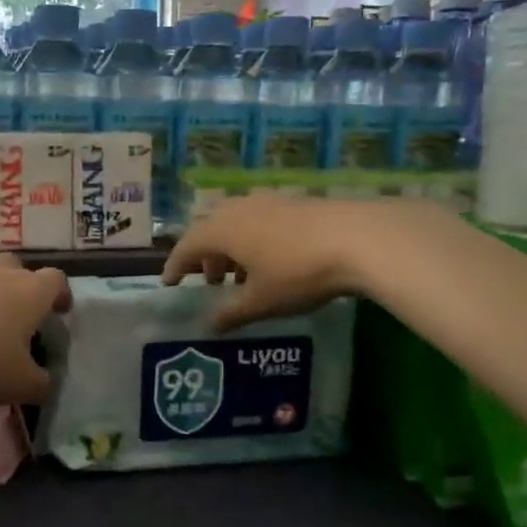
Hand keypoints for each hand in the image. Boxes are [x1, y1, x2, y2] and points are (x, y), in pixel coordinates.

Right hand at [163, 195, 393, 330]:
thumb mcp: (261, 301)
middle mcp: (238, 209)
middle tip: (210, 281)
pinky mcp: (293, 202)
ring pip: (235, 222)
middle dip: (204, 255)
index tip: (169, 284)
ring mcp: (267, 201)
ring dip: (230, 247)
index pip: (186, 246)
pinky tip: (272, 260)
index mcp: (222, 230)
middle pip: (209, 229)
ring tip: (242, 275)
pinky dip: (253, 239)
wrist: (357, 238)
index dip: (175, 266)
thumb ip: (230, 313)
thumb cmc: (298, 273)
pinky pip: (258, 219)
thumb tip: (208, 325)